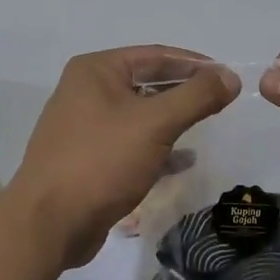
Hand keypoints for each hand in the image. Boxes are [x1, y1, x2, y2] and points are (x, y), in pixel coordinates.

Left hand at [2, 47, 237, 272]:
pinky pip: (131, 144)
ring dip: (173, 120)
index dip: (195, 63)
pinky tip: (185, 161)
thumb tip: (230, 76)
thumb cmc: (101, 161)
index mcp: (96, 71)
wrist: (48, 223)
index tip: (228, 75)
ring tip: (208, 125)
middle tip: (222, 100)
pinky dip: (157, 148)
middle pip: (147, 82)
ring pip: (140, 115)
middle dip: (184, 91)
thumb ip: (196, 97)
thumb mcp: (155, 124)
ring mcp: (85, 127)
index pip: (156, 55)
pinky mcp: (89, 159)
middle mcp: (86, 91)